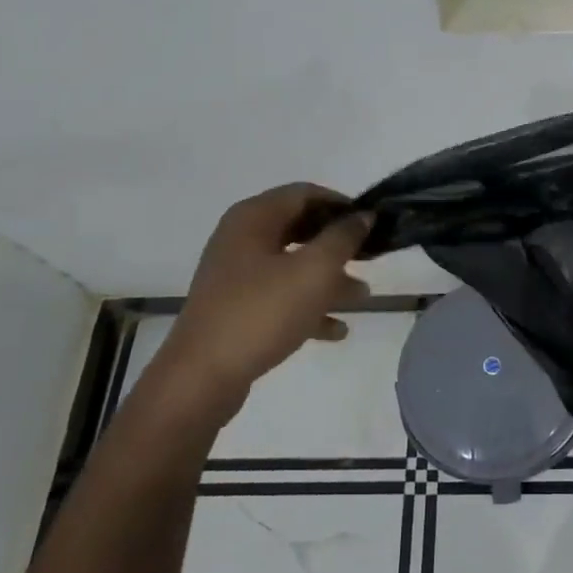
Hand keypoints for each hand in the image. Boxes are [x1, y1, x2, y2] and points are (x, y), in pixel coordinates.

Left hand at [153, 184, 371, 423]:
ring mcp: (236, 276)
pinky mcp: (236, 310)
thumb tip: (363, 216)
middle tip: (371, 258)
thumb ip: (344, 237)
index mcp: (254, 218)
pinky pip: (280, 298)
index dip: (341, 204)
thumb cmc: (262, 312)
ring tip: (362, 296)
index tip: (372, 224)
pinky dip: (308, 307)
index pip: (305, 193)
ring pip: (292, 266)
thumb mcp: (315, 270)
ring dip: (329, 278)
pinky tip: (337, 330)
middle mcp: (241, 239)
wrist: (201, 378)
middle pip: (300, 229)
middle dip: (338, 244)